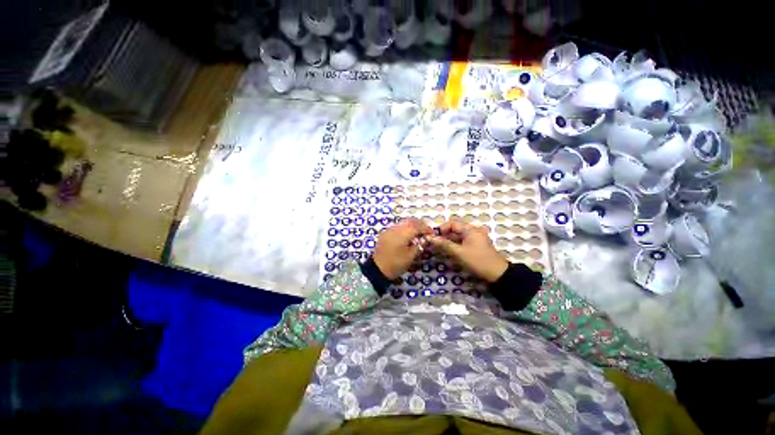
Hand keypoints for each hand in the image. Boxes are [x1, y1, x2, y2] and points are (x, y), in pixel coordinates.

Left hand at [373, 218, 433, 279]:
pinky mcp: (385, 233)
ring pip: (403, 222)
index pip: (418, 226)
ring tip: (418, 233)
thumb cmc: (396, 264)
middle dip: (419, 225)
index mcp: (403, 233)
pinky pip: (397, 226)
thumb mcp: (410, 256)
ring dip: (412, 225)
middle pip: (410, 221)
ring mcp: (389, 230)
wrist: (377, 269)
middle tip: (426, 231)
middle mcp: (396, 228)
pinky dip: (404, 228)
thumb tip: (425, 239)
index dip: (426, 229)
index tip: (432, 234)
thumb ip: (419, 245)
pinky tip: (407, 236)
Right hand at [429, 219, 508, 282]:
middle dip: (444, 235)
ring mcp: (476, 238)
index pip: (452, 223)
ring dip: (449, 240)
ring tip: (439, 247)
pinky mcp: (476, 245)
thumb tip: (430, 238)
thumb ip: (444, 244)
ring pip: (458, 235)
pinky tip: (449, 250)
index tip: (434, 237)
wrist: (497, 274)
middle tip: (435, 243)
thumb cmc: (477, 261)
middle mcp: (473, 230)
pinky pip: (463, 241)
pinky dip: (455, 244)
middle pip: (455, 228)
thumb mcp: (459, 253)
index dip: (442, 228)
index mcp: (471, 229)